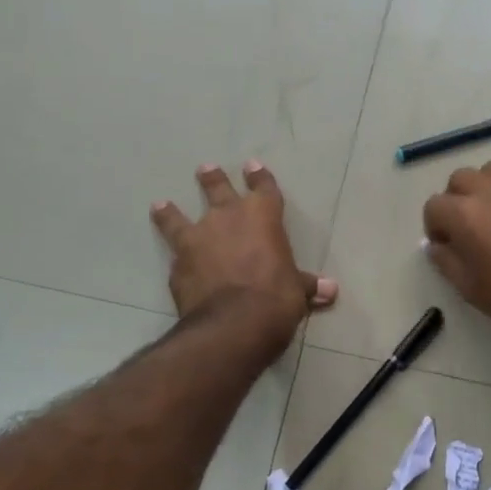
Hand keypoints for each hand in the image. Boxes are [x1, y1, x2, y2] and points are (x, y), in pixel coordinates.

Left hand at [151, 163, 335, 348]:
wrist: (234, 323)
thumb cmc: (276, 298)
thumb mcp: (298, 291)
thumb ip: (307, 285)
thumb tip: (331, 290)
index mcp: (263, 217)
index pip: (263, 188)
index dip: (260, 177)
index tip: (253, 166)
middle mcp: (227, 218)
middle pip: (218, 190)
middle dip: (213, 179)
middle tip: (205, 169)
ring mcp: (198, 239)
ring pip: (179, 218)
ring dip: (171, 212)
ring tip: (160, 205)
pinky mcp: (178, 266)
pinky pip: (176, 256)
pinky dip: (176, 257)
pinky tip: (172, 262)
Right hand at [421, 160, 490, 339]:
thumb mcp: (469, 288)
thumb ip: (446, 260)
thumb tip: (437, 245)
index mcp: (465, 215)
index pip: (434, 205)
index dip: (434, 226)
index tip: (445, 245)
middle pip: (461, 179)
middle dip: (456, 199)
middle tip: (466, 227)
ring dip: (485, 187)